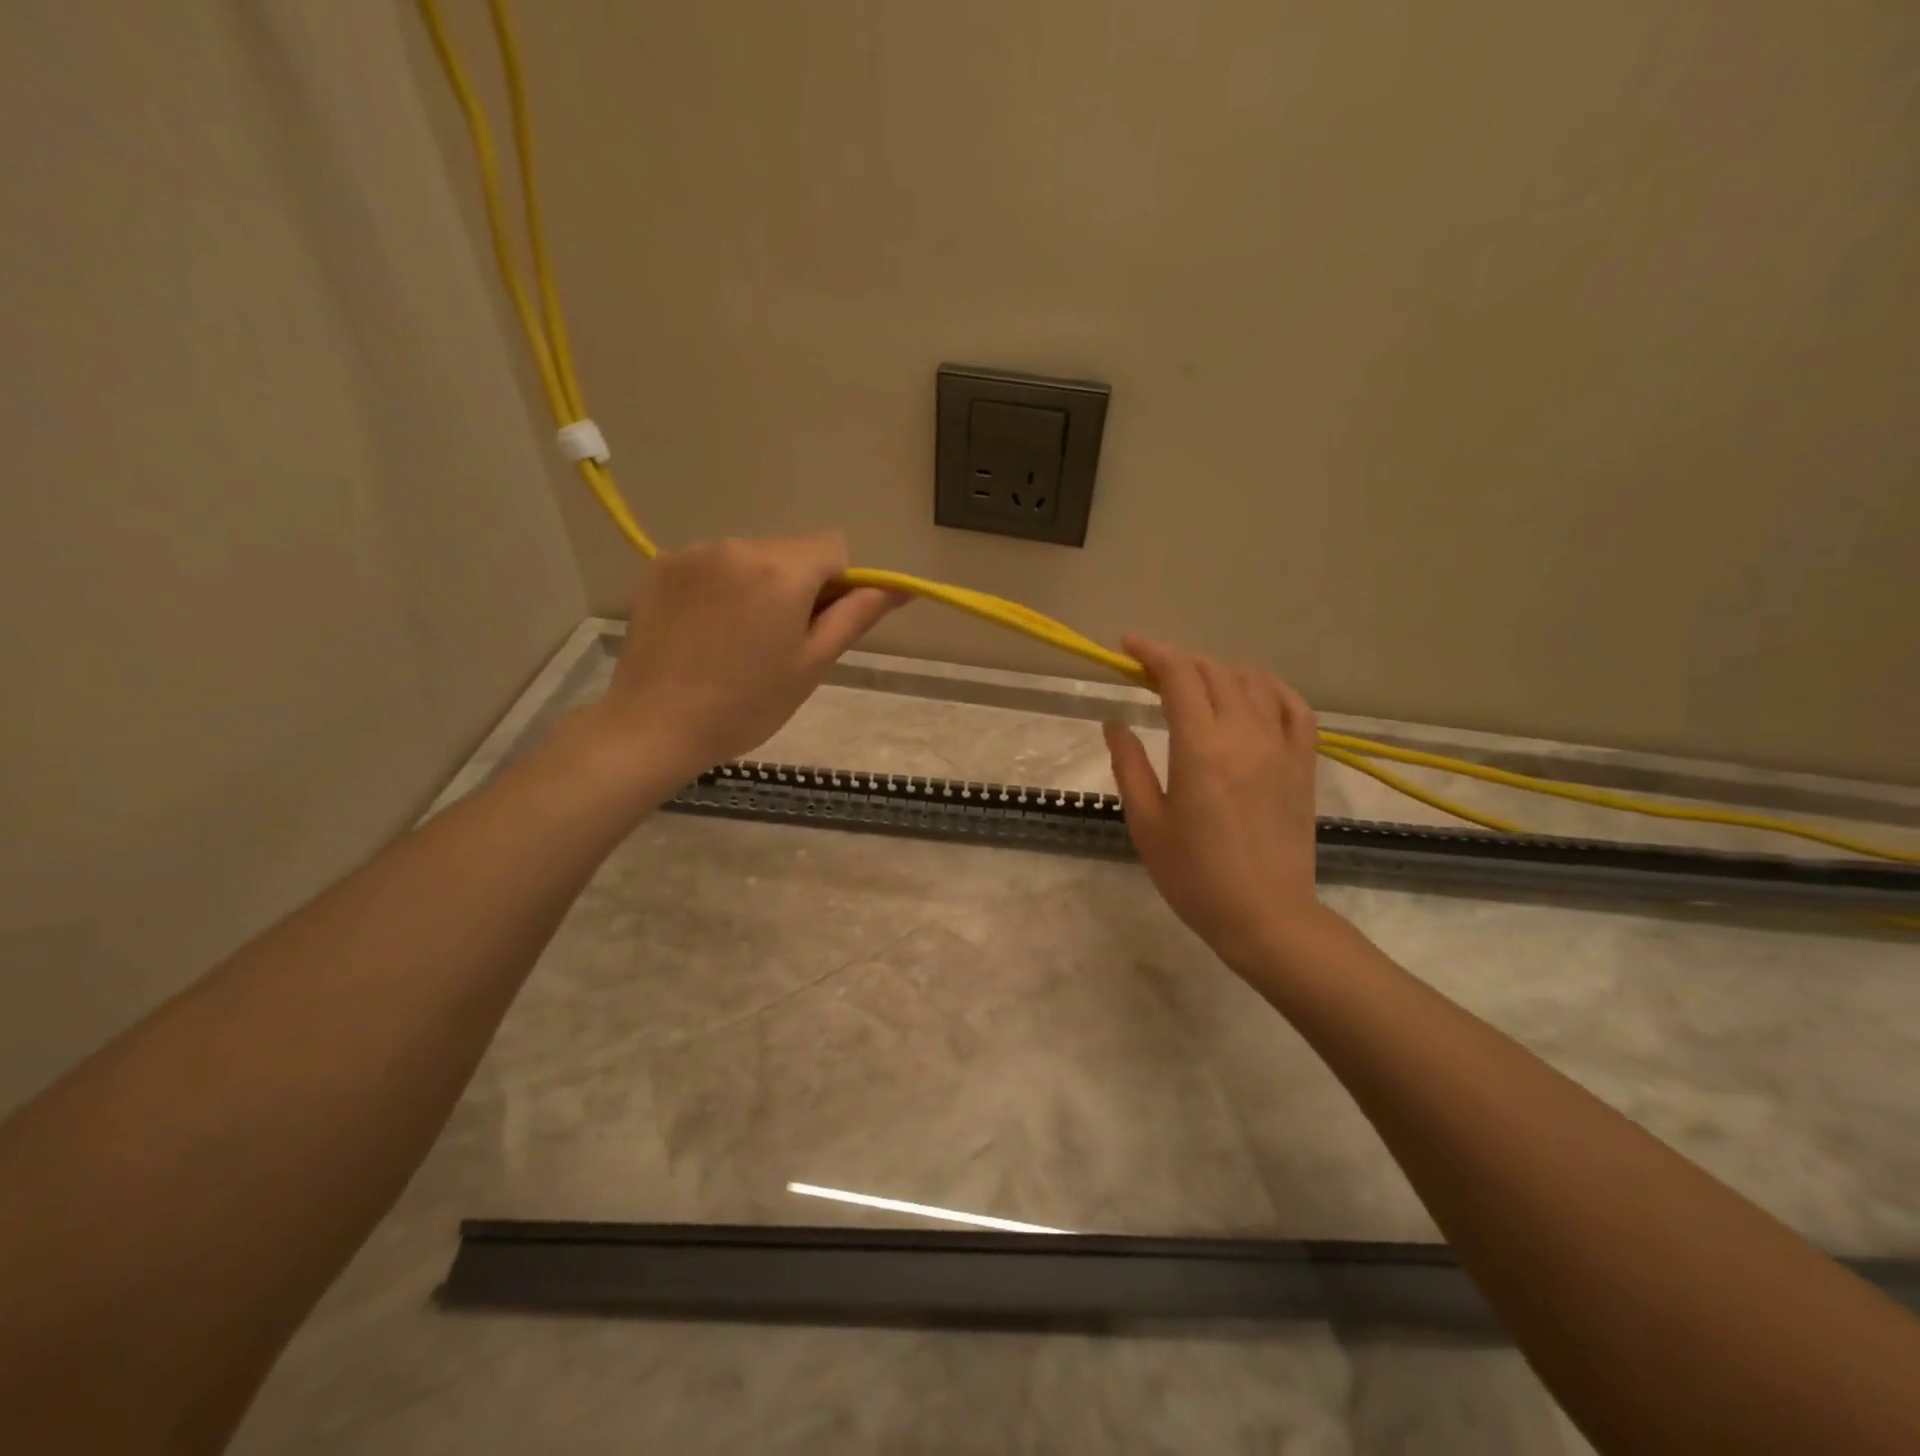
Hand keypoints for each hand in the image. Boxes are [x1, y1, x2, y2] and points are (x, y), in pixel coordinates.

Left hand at [594, 533, 904, 779]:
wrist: (655, 726)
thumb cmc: (747, 704)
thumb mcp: (812, 664)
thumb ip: (856, 616)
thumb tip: (900, 587)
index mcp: (781, 570)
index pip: (835, 548)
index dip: (839, 585)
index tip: (818, 626)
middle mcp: (737, 545)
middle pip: (791, 552)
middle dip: (796, 586)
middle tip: (777, 643)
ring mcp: (694, 553)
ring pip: (751, 558)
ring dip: (757, 586)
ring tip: (735, 642)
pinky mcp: (661, 566)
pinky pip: (712, 566)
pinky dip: (720, 589)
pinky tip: (705, 632)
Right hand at [1104, 636, 1323, 968]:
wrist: (1265, 915)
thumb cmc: (1194, 876)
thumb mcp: (1147, 823)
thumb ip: (1129, 766)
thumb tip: (1115, 724)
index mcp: (1201, 749)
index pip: (1179, 676)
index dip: (1152, 652)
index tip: (1128, 647)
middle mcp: (1245, 735)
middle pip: (1213, 671)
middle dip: (1179, 661)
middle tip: (1151, 673)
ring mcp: (1281, 746)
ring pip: (1253, 681)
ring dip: (1218, 671)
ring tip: (1195, 683)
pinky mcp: (1304, 763)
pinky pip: (1294, 706)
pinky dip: (1269, 687)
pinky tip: (1251, 693)